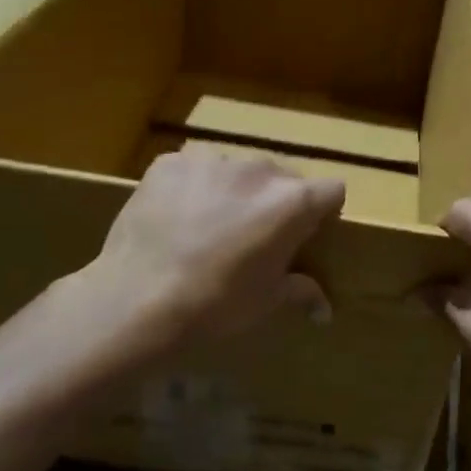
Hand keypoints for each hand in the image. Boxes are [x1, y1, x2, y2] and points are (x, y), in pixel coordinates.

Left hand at [84, 145, 343, 355]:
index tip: (309, 232)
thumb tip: (325, 311)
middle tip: (255, 235)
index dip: (325, 211)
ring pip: (237, 169)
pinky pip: (194, 168)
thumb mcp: (267, 301)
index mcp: (292, 202)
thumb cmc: (216, 305)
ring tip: (211, 224)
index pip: (332, 190)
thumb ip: (301, 291)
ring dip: (234, 190)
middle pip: (283, 176)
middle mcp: (258, 169)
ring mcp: (212, 160)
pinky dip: (193, 187)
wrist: (138, 300)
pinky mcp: (170, 162)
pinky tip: (177, 216)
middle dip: (276, 200)